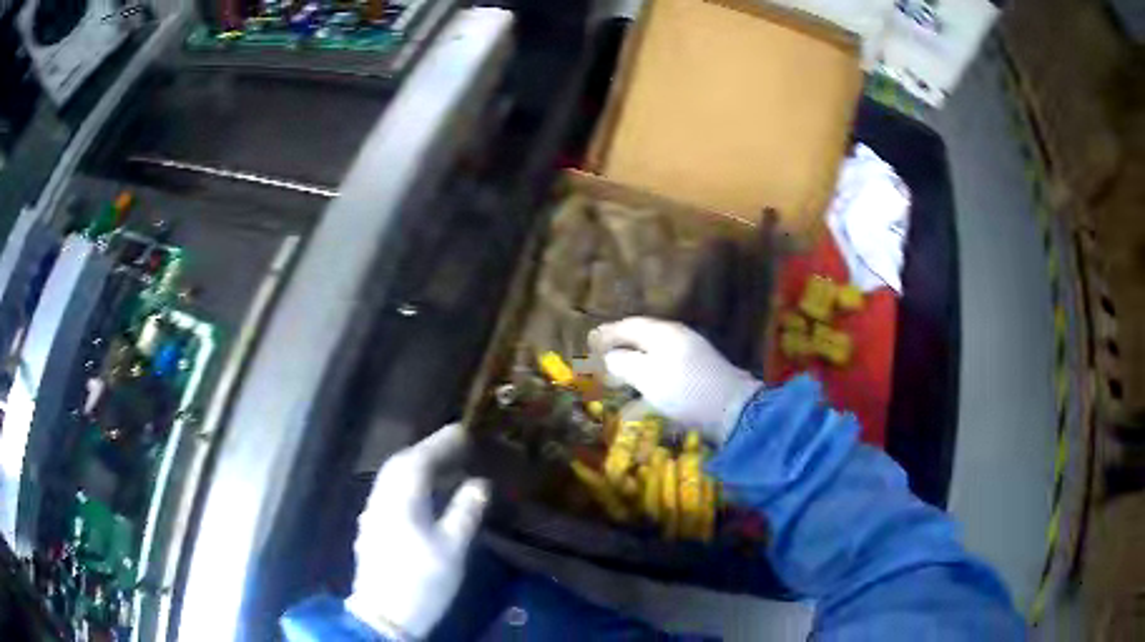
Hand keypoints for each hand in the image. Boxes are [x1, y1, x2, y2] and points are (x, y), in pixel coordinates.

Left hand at [345, 423, 488, 638]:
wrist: (385, 614)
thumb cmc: (423, 581)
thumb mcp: (452, 549)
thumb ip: (465, 512)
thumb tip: (479, 483)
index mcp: (401, 501)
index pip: (419, 459)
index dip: (441, 442)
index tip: (462, 430)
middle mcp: (381, 500)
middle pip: (400, 464)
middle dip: (427, 450)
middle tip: (454, 446)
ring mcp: (373, 513)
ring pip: (392, 478)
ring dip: (415, 465)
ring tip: (442, 466)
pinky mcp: (372, 527)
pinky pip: (389, 492)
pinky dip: (407, 483)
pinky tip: (421, 495)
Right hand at [590, 317, 761, 442]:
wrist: (732, 412)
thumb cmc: (684, 388)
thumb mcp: (646, 374)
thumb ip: (622, 362)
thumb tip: (608, 356)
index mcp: (664, 333)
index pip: (630, 325)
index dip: (607, 333)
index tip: (588, 341)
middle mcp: (677, 343)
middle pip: (641, 343)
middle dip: (618, 354)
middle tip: (597, 364)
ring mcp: (688, 363)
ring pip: (651, 365)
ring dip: (630, 375)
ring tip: (612, 387)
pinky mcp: (695, 385)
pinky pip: (663, 384)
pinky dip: (646, 393)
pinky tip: (633, 411)